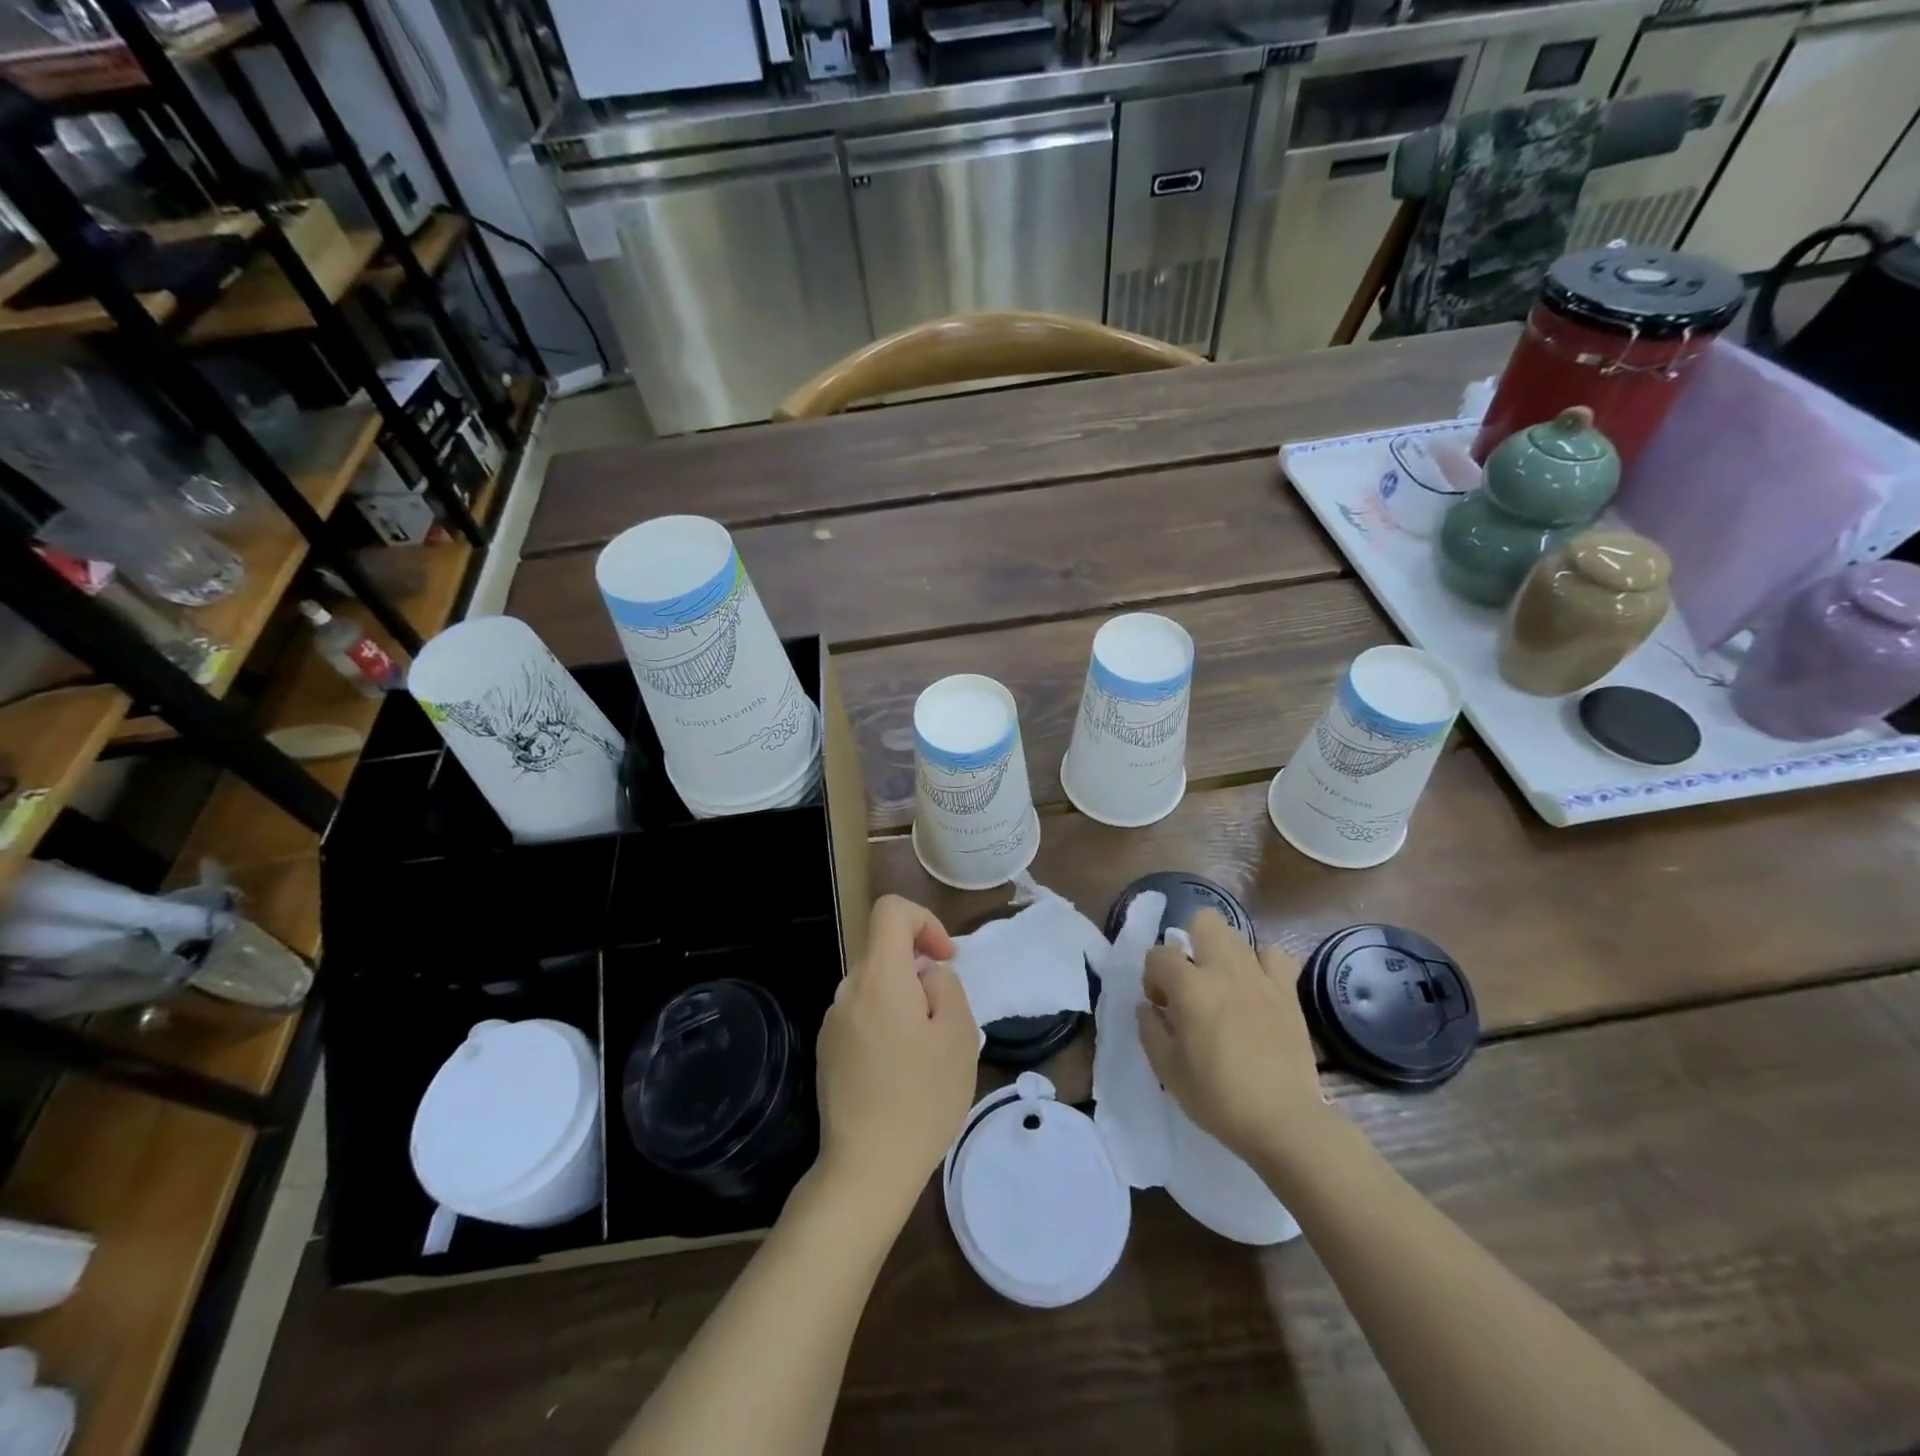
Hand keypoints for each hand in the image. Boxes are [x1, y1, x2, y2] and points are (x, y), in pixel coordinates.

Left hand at [814, 896, 977, 1217]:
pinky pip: (862, 1015)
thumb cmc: (921, 1098)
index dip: (924, 921)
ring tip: (925, 1053)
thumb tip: (926, 975)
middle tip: (944, 1019)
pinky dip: (886, 1024)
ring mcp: (832, 1022)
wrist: (866, 1169)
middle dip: (919, 971)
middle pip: (885, 952)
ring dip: (904, 1001)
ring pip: (875, 986)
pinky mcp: (827, 1050)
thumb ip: (946, 986)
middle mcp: (848, 990)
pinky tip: (900, 1072)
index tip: (945, 960)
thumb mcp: (957, 1035)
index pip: (890, 910)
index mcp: (878, 977)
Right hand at [1137, 909, 1331, 1168]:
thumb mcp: (1167, 1070)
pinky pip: (1275, 956)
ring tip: (1223, 986)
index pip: (1158, 954)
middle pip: (1204, 921)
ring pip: (1237, 935)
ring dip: (1223, 954)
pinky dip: (1262, 965)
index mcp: (1189, 988)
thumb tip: (1148, 1007)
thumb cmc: (1217, 1097)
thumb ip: (1150, 1030)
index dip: (1153, 977)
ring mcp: (1260, 978)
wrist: (1283, 1121)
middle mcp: (1224, 971)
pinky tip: (1256, 988)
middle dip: (1190, 942)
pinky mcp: (1288, 992)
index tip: (1160, 1006)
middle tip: (1191, 981)